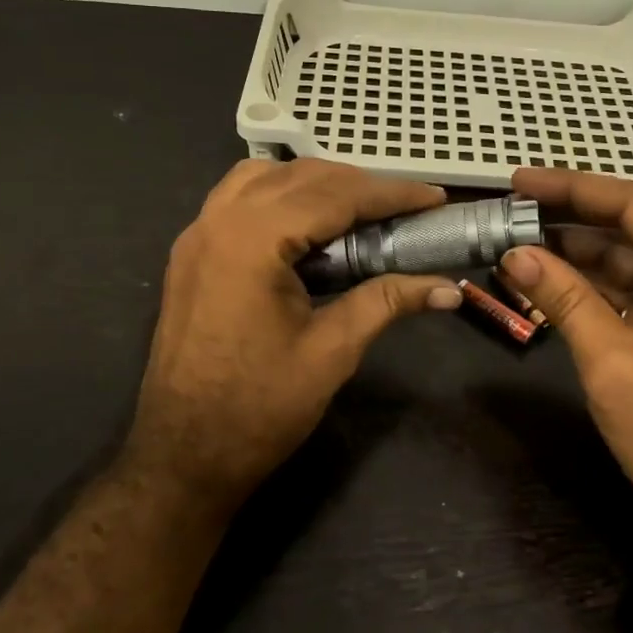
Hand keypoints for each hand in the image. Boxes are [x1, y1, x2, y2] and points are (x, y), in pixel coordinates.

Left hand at [127, 160, 462, 510]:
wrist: (184, 455)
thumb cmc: (259, 408)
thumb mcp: (332, 352)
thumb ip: (387, 303)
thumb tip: (447, 289)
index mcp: (252, 241)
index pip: (334, 196)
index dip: (391, 194)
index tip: (435, 198)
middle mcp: (218, 221)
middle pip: (300, 176)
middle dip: (358, 185)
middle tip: (406, 208)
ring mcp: (196, 235)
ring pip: (264, 177)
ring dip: (315, 184)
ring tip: (360, 211)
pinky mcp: (191, 254)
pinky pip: (238, 199)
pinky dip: (279, 196)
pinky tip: (307, 225)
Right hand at [501, 168, 632, 579]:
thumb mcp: (616, 365)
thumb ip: (565, 300)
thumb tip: (514, 252)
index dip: (573, 189)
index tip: (519, 179)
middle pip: (631, 228)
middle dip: (568, 220)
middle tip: (507, 211)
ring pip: (626, 261)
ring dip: (573, 255)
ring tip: (513, 241)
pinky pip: (628, 295)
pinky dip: (587, 289)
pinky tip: (542, 281)